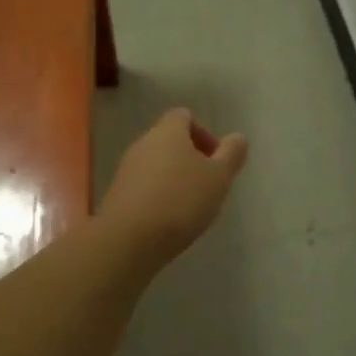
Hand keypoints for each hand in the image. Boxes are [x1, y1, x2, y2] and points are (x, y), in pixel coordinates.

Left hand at [101, 108, 248, 260]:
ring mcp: (126, 169)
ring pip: (157, 165)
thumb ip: (231, 154)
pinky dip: (159, 196)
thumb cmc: (181, 200)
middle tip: (209, 185)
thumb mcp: (219, 177)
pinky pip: (144, 186)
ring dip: (175, 179)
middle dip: (191, 159)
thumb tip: (238, 137)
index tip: (216, 159)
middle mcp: (143, 143)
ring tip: (191, 207)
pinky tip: (169, 220)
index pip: (184, 116)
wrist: (129, 239)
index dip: (204, 133)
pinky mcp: (117, 195)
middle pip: (170, 141)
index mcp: (168, 132)